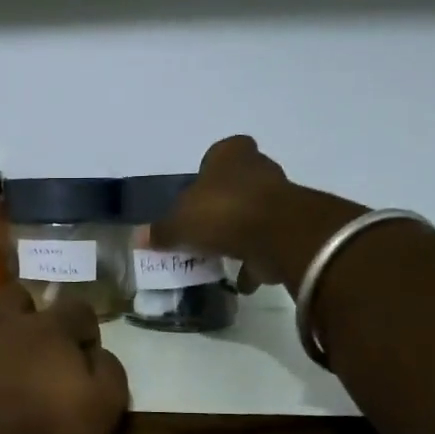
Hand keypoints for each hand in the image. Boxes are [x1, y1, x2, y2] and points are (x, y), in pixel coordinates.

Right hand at [151, 136, 365, 291]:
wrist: (277, 235)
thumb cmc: (222, 213)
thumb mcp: (179, 224)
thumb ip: (161, 231)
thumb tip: (140, 237)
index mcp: (230, 155)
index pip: (219, 153)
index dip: (208, 172)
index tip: (197, 196)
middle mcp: (259, 168)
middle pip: (238, 184)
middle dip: (224, 203)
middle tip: (204, 227)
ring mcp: (281, 196)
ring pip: (255, 213)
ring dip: (241, 232)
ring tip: (221, 257)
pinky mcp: (293, 226)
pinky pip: (269, 242)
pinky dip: (257, 259)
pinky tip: (242, 279)